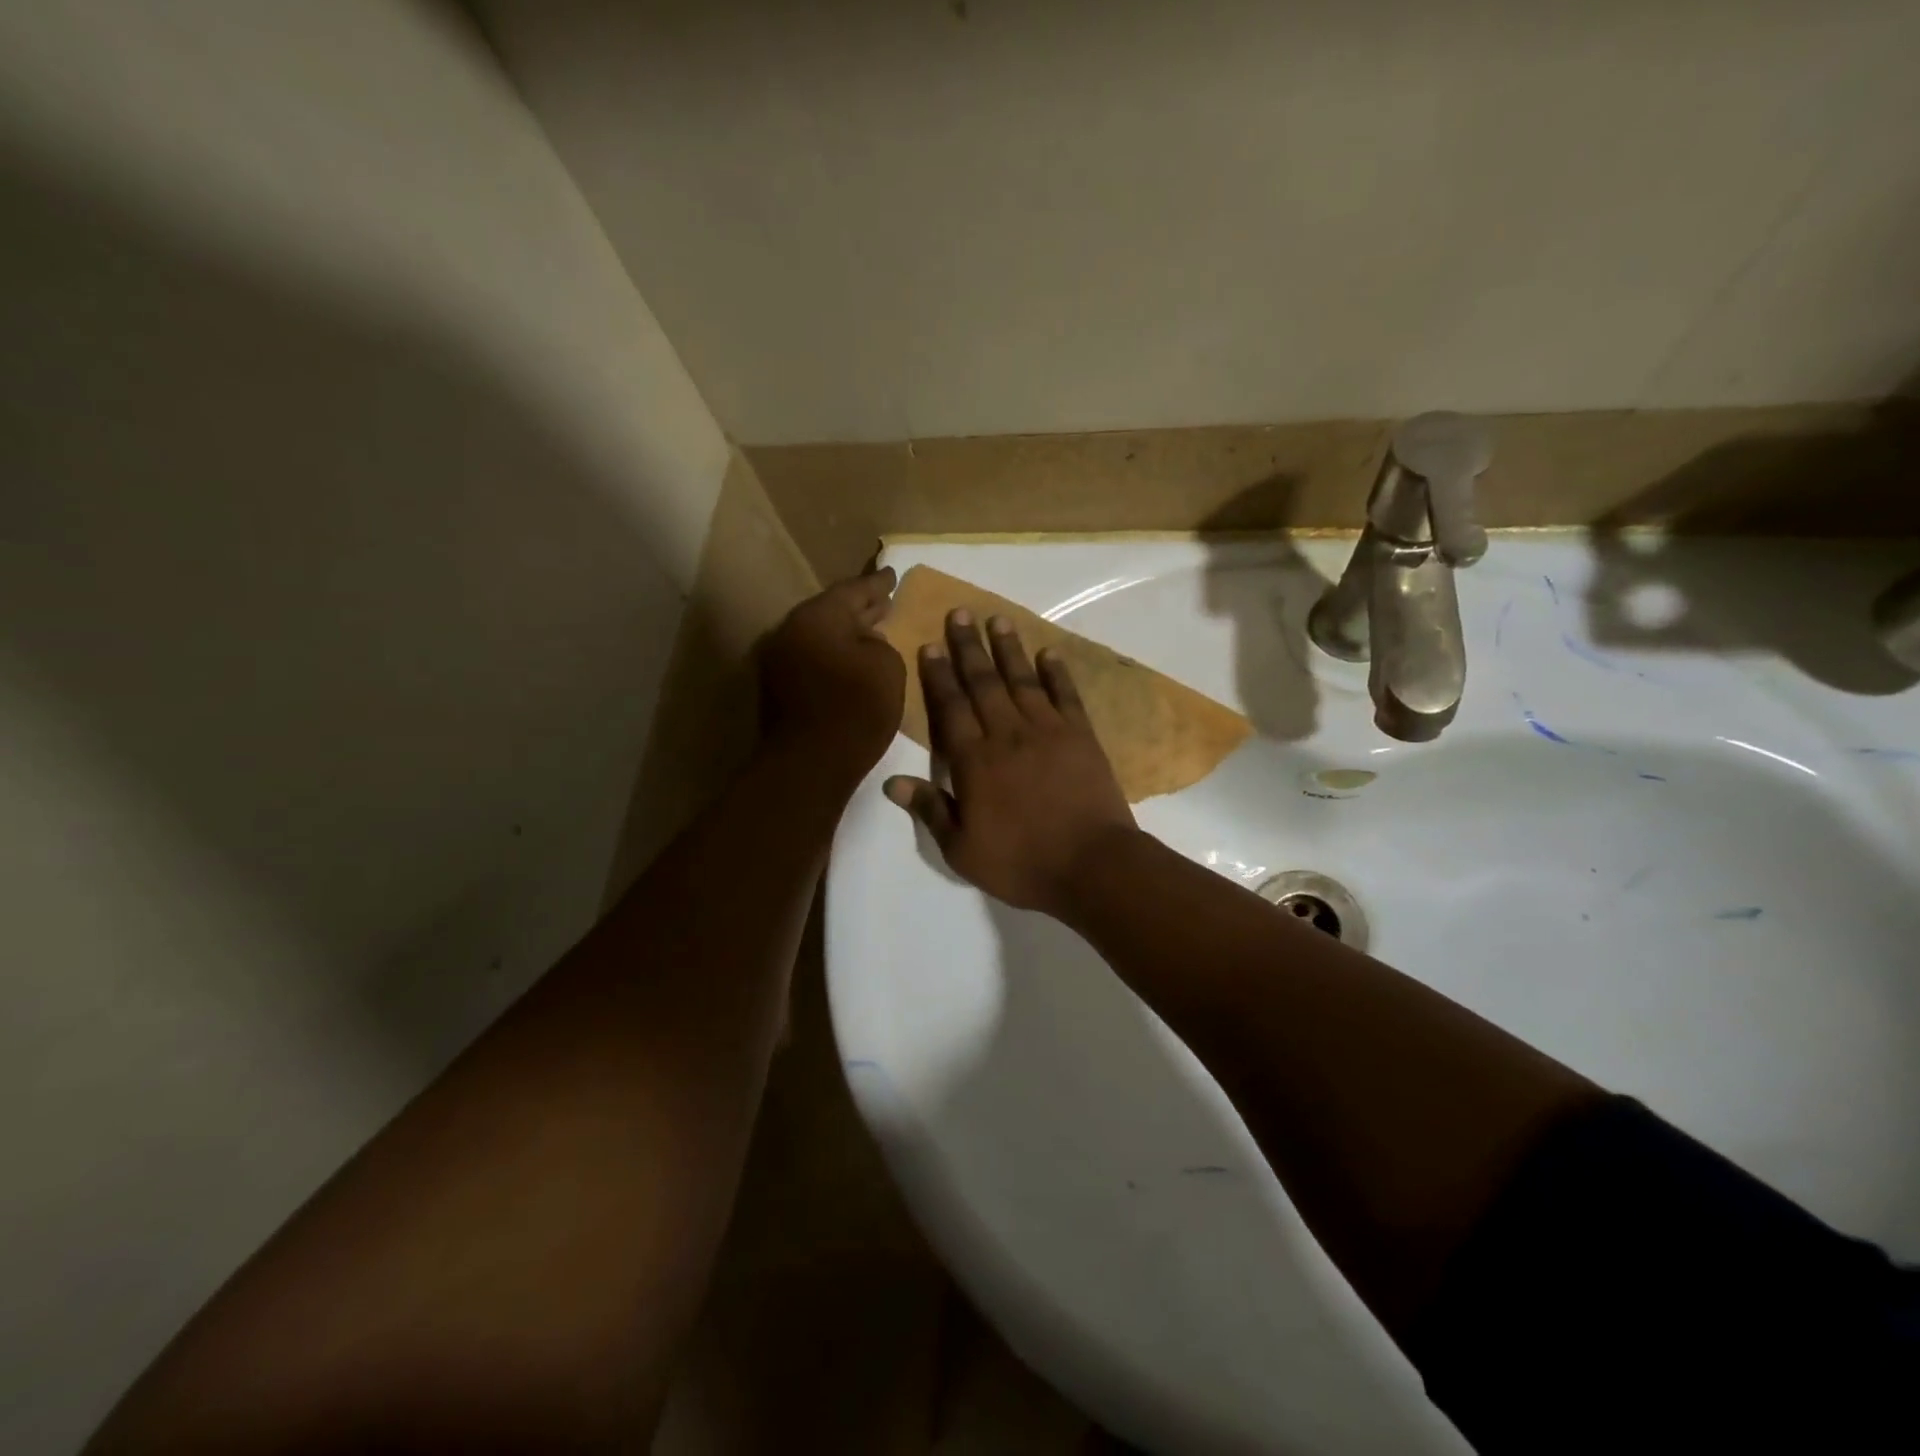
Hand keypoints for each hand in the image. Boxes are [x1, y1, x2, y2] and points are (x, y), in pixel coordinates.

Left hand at [760, 569, 904, 786]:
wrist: (810, 763)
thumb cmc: (856, 709)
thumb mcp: (888, 668)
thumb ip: (879, 644)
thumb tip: (866, 642)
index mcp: (817, 616)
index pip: (853, 590)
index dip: (877, 584)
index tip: (893, 575)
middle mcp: (791, 630)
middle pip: (831, 611)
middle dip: (860, 606)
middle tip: (884, 599)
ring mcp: (779, 659)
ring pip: (820, 635)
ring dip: (846, 632)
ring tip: (873, 630)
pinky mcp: (778, 687)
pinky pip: (812, 657)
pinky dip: (833, 654)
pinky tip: (853, 662)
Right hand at [885, 610, 1135, 916]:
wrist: (1091, 866)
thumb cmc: (1021, 863)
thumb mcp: (962, 850)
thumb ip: (930, 810)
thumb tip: (891, 783)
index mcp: (974, 761)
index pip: (951, 708)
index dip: (939, 675)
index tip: (931, 645)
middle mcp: (1008, 735)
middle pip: (983, 683)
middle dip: (969, 648)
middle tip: (960, 613)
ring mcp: (1048, 731)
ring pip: (1022, 680)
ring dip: (1009, 649)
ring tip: (998, 620)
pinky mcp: (1081, 736)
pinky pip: (1066, 695)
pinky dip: (1057, 672)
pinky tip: (1049, 652)